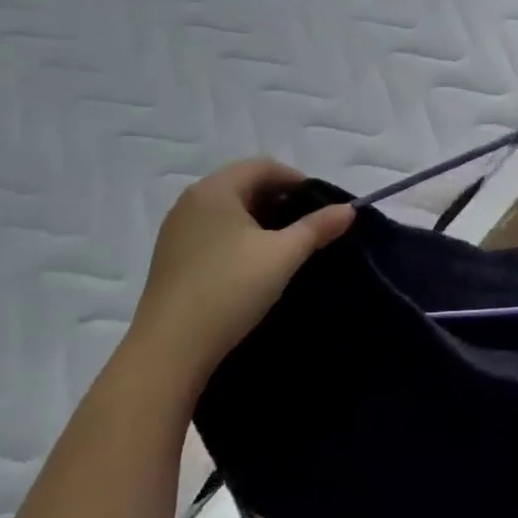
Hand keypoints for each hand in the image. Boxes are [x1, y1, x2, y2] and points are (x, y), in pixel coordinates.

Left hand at [125, 160, 353, 384]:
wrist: (169, 351)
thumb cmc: (230, 290)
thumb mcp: (283, 256)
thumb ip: (318, 227)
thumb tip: (349, 209)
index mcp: (215, 189)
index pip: (263, 166)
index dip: (296, 180)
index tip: (320, 206)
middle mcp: (190, 201)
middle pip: (244, 185)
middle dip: (279, 200)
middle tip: (307, 226)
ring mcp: (176, 231)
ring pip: (228, 211)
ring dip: (259, 220)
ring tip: (284, 247)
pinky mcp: (170, 258)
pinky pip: (212, 232)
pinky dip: (238, 237)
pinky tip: (252, 265)